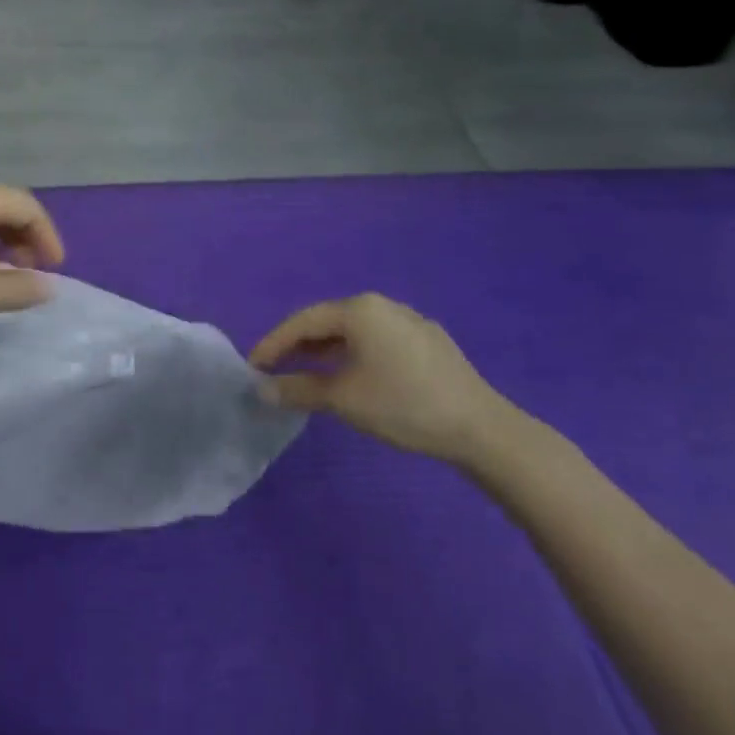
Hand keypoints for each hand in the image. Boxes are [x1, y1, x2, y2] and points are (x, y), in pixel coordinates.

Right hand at [250, 294, 525, 466]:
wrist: (481, 429)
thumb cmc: (403, 405)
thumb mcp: (343, 399)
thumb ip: (296, 390)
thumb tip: (260, 390)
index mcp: (360, 310)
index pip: (303, 320)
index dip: (273, 343)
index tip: (252, 366)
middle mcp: (383, 306)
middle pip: (328, 322)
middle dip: (297, 346)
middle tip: (274, 370)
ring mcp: (410, 322)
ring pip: (354, 332)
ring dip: (325, 352)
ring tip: (305, 375)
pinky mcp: (428, 342)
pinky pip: (376, 341)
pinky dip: (352, 355)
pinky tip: (350, 378)